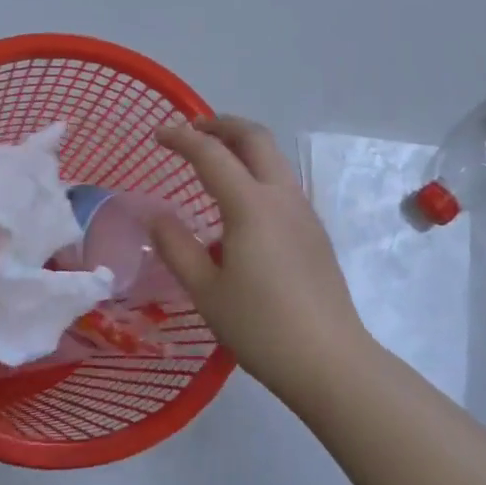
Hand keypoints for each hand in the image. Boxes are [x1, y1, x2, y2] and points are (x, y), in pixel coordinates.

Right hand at [147, 116, 372, 408]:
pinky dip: (257, 168)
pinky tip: (241, 200)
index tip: (157, 133)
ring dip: (242, 144)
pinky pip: (282, 181)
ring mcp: (303, 210)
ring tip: (214, 157)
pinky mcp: (314, 229)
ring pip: (273, 156)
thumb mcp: (206, 291)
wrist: (330, 360)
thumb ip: (177, 247)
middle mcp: (281, 196)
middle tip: (192, 129)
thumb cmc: (260, 327)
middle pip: (254, 138)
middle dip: (221, 124)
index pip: (211, 154)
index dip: (181, 138)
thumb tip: (155, 214)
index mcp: (251, 205)